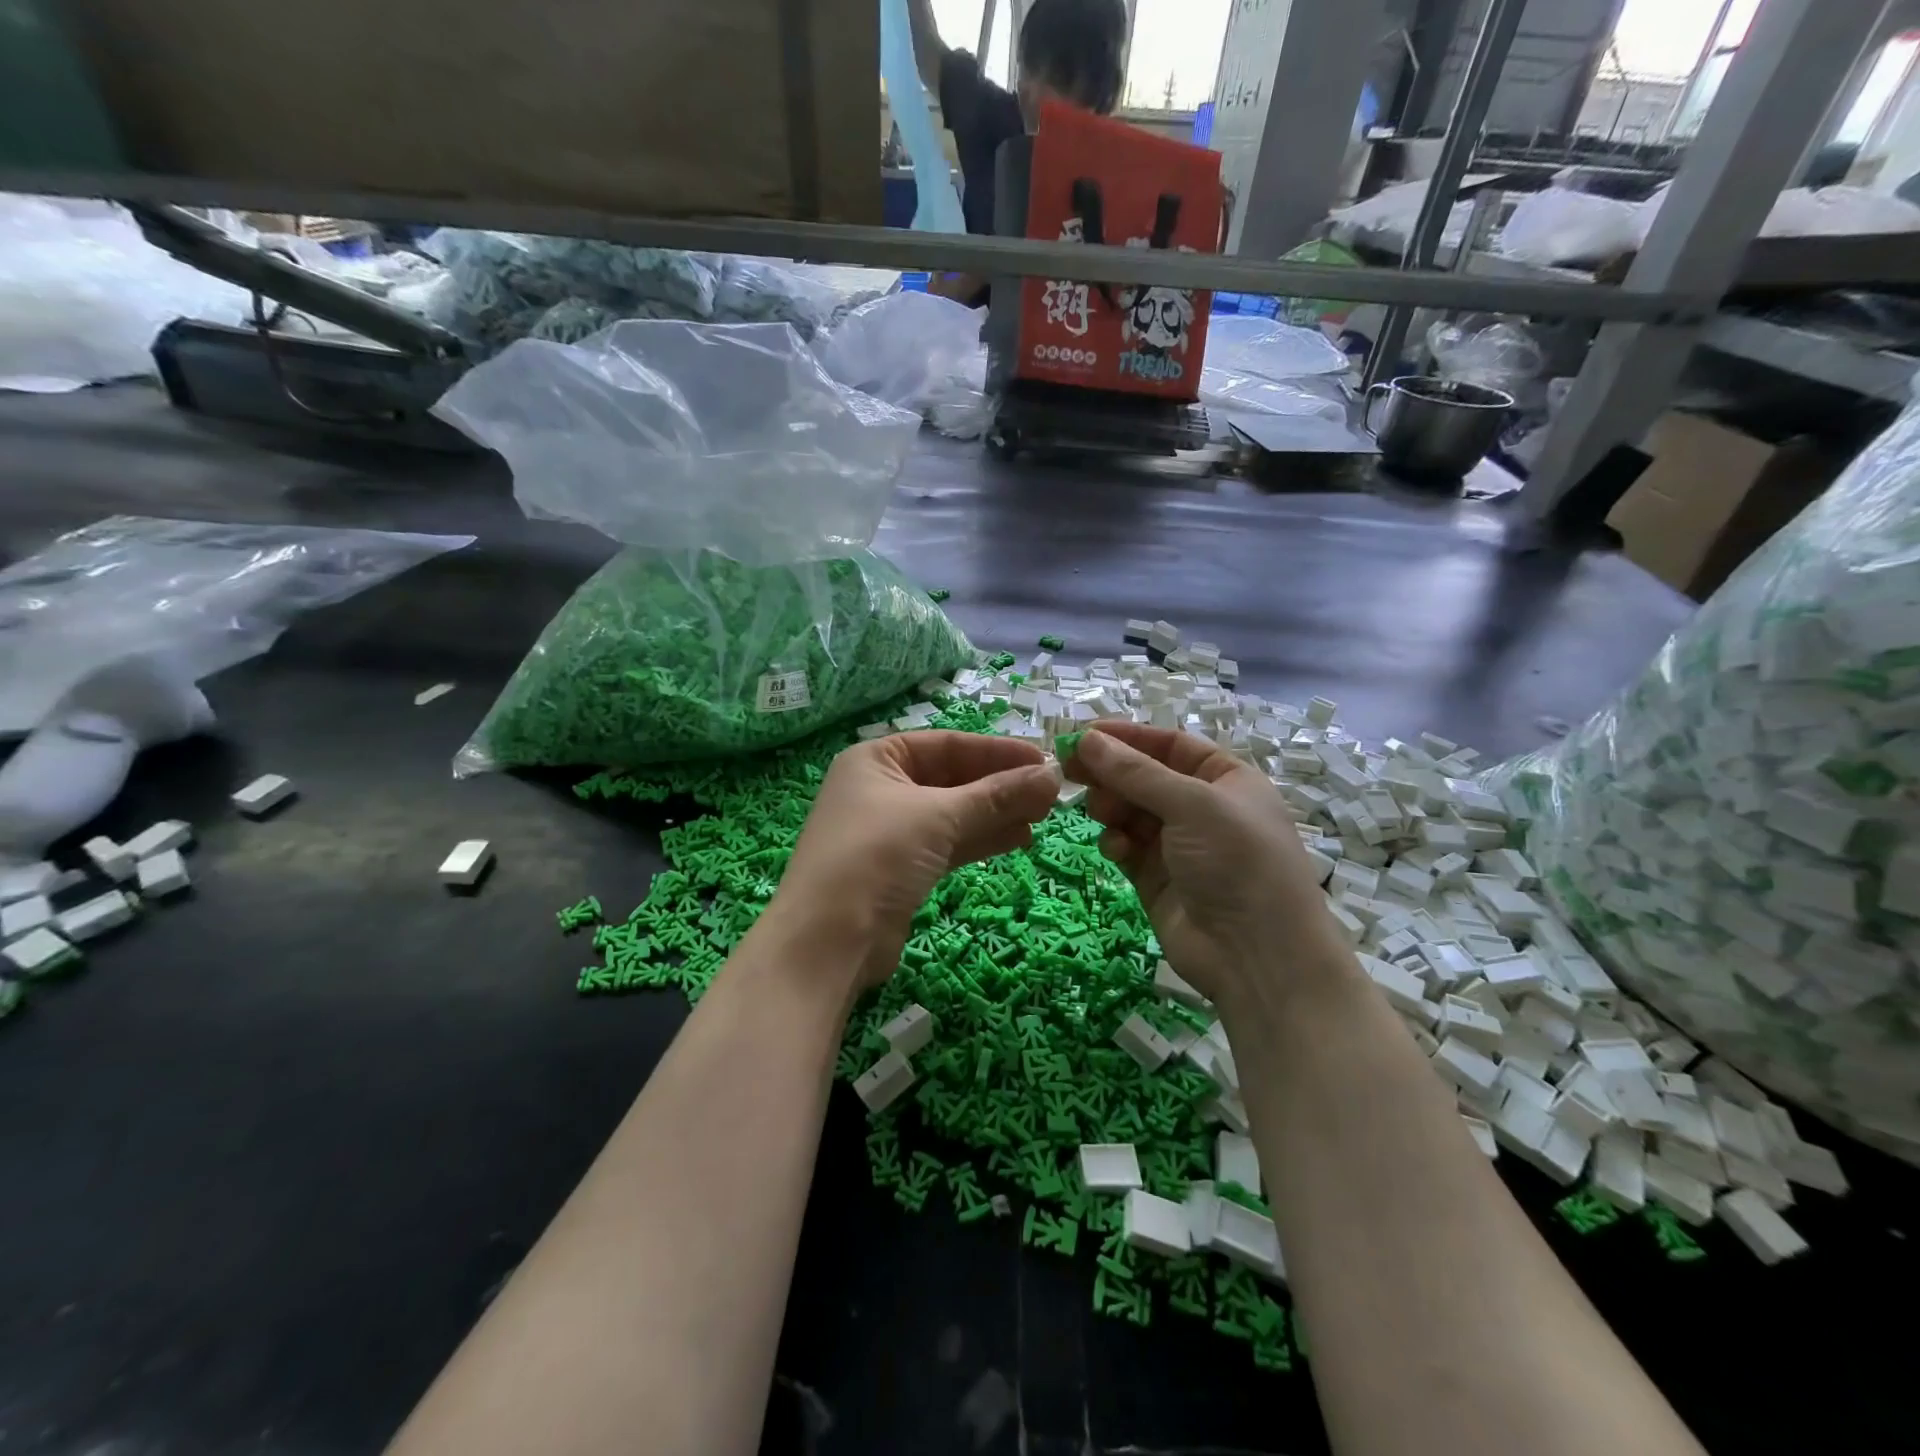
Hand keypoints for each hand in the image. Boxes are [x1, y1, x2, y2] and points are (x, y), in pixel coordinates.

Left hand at [773, 731, 1060, 991]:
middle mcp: (881, 788)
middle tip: (1052, 794)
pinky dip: (982, 839)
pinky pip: (949, 843)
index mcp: (877, 759)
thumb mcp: (939, 816)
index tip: (1044, 760)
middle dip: (1001, 785)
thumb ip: (996, 795)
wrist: (829, 941)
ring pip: (954, 813)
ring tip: (1044, 816)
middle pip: (953, 778)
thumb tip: (1051, 776)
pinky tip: (1019, 839)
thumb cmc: (877, 855)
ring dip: (997, 814)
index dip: (997, 751)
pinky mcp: (901, 868)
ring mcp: (890, 831)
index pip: (948, 744)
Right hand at [1066, 723, 1354, 1008]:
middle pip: (1145, 777)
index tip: (1084, 733)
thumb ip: (1135, 772)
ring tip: (1100, 812)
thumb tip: (1086, 739)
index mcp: (1226, 780)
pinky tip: (1116, 848)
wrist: (1255, 956)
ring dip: (1112, 807)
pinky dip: (1117, 842)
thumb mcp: (1191, 805)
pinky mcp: (1156, 878)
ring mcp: (1178, 845)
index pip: (1170, 745)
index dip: (1128, 737)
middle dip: (1111, 772)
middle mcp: (1202, 808)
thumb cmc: (1236, 862)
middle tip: (1068, 768)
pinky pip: (1127, 846)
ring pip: (1130, 811)